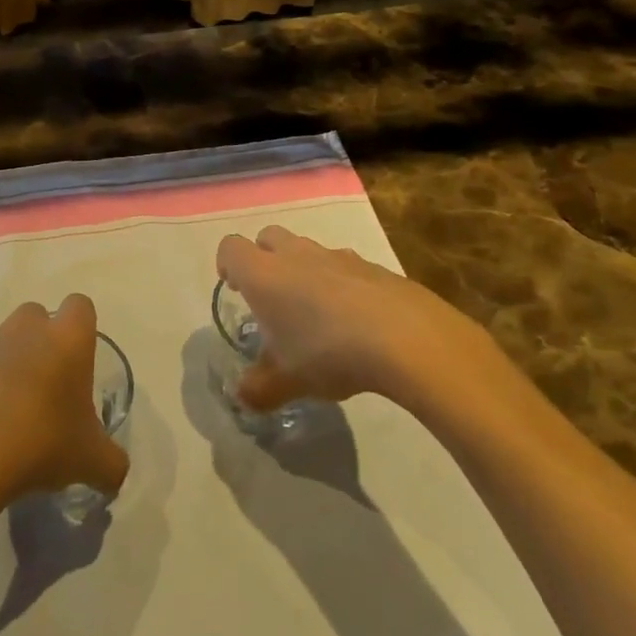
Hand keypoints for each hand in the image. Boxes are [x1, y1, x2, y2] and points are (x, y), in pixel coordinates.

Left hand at [0, 295, 128, 512]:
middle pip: (37, 317)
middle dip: (40, 342)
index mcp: (65, 339)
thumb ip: (112, 462)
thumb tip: (114, 469)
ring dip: (4, 362)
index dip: (80, 329)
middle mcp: (24, 327)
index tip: (77, 363)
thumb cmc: (39, 445)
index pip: (80, 306)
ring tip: (2, 409)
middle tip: (42, 388)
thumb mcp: (91, 462)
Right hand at [216, 226, 518, 425]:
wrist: (407, 338)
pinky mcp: (373, 266)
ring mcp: (337, 256)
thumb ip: (258, 388)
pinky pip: (345, 267)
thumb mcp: (286, 381)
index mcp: (264, 274)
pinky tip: (356, 321)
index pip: (230, 248)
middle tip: (272, 298)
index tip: (236, 290)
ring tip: (316, 313)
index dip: (227, 265)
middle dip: (265, 259)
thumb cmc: (329, 352)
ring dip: (304, 270)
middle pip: (268, 237)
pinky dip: (342, 284)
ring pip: (308, 250)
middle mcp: (296, 255)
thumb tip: (243, 398)